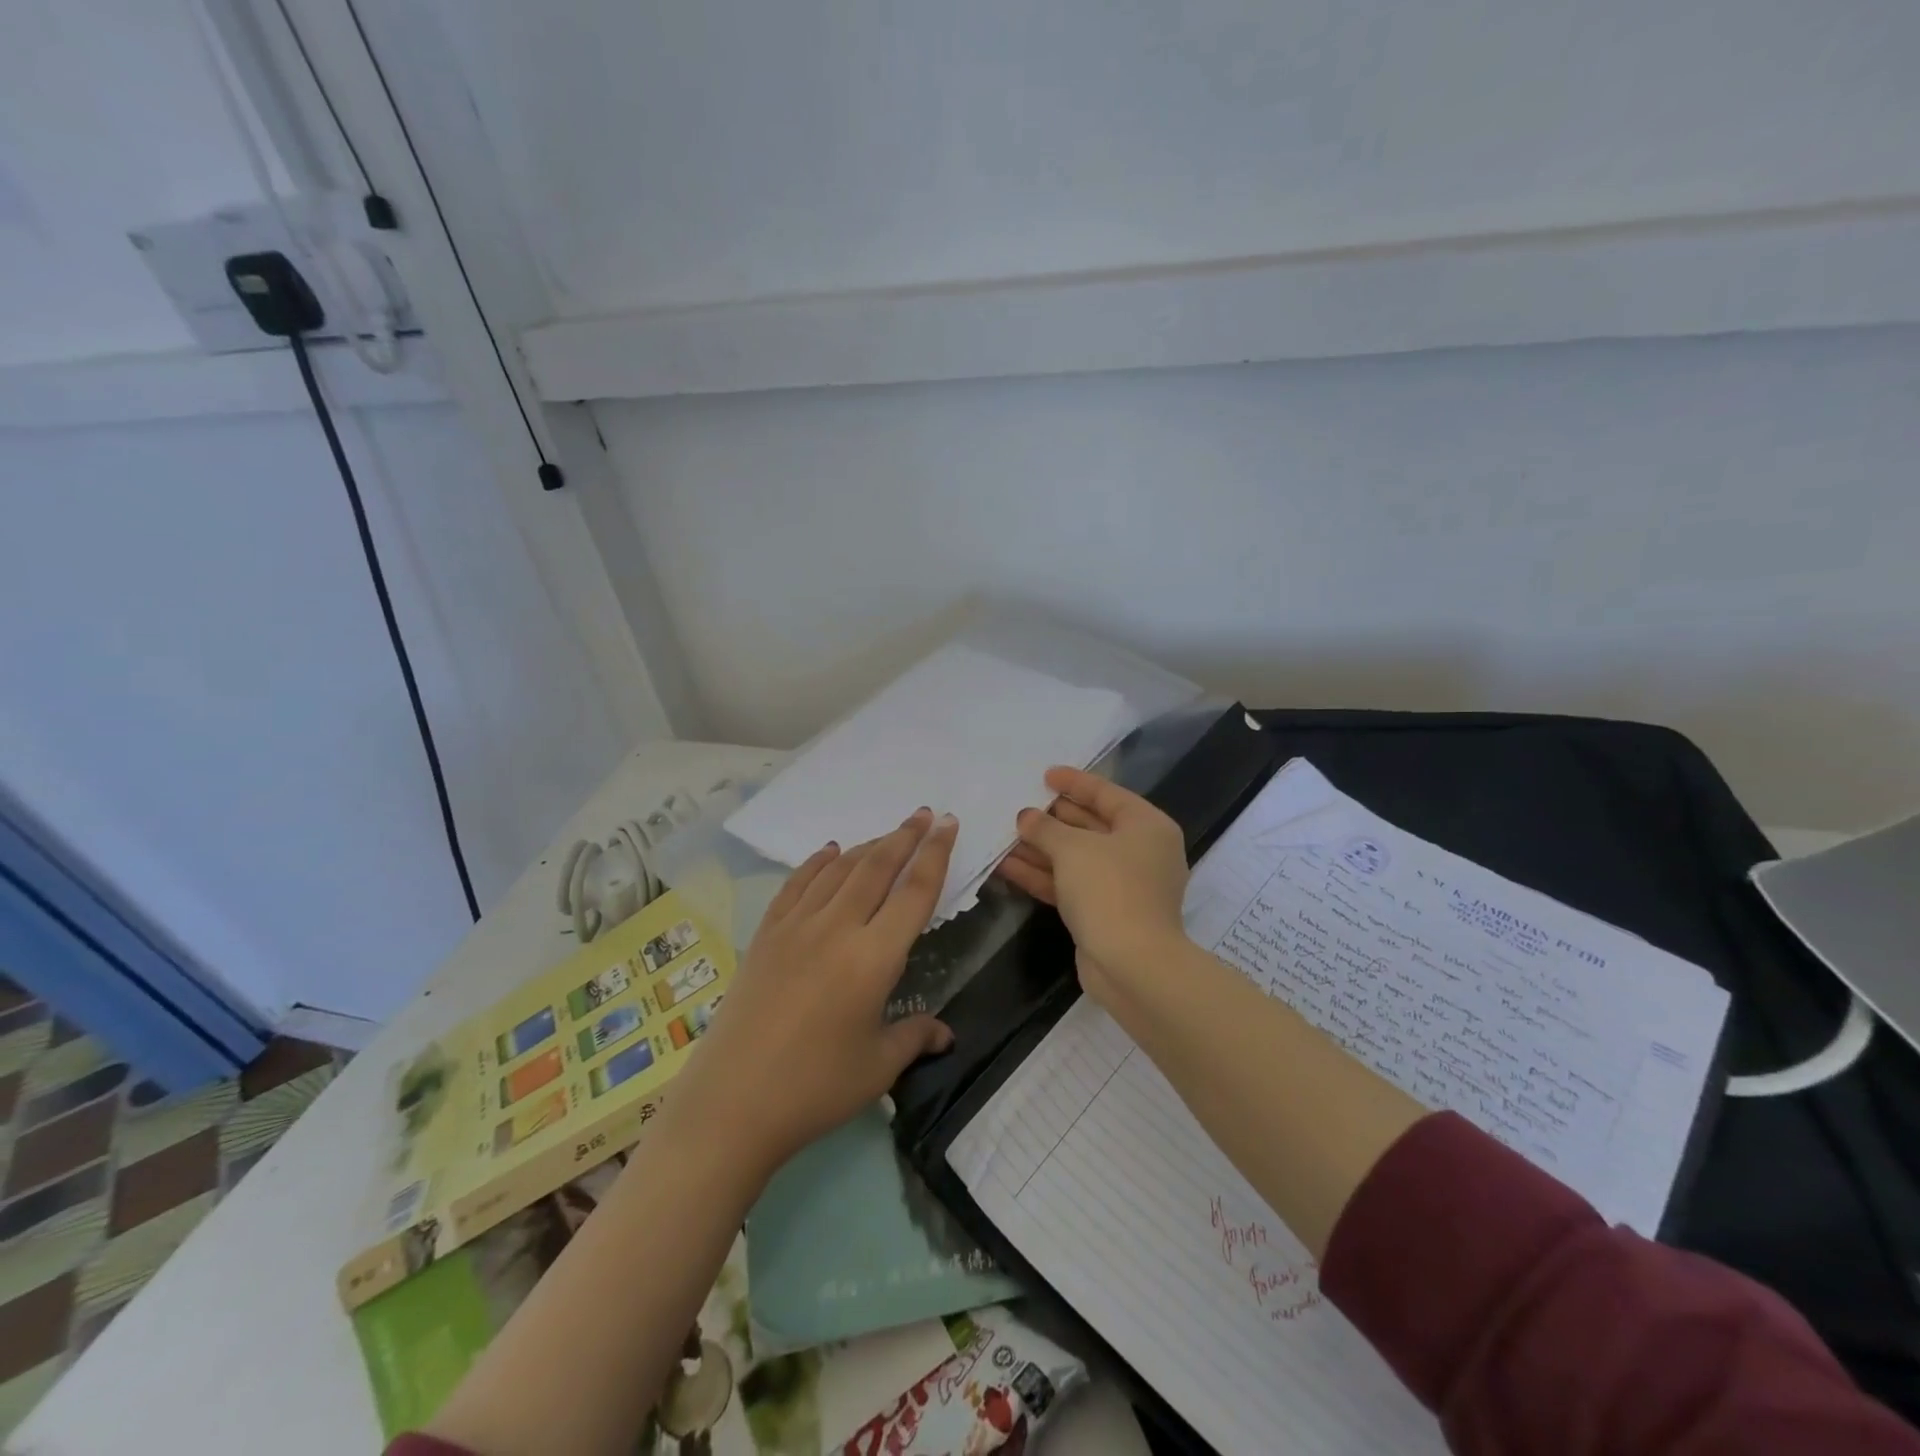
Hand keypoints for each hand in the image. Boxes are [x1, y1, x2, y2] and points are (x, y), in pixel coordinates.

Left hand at [686, 808, 957, 1176]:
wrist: (731, 1103)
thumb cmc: (814, 1088)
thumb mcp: (877, 1067)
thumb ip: (916, 1037)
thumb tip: (945, 1033)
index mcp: (874, 958)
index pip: (915, 893)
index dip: (936, 855)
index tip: (948, 824)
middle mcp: (837, 928)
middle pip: (877, 867)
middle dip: (905, 836)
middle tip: (925, 814)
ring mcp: (796, 926)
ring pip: (839, 870)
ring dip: (868, 846)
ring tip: (888, 834)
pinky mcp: (766, 934)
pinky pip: (797, 884)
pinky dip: (818, 863)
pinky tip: (830, 852)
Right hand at [997, 767, 1190, 1003]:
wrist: (1132, 965)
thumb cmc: (1109, 889)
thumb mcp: (1073, 849)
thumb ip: (1045, 828)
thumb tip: (1026, 817)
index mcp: (1146, 826)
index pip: (1106, 794)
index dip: (1074, 782)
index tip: (1045, 774)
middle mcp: (1140, 852)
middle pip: (1090, 825)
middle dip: (1052, 818)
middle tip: (1019, 804)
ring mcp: (1123, 885)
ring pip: (1076, 858)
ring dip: (1041, 848)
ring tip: (1003, 835)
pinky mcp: (1105, 912)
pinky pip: (1070, 884)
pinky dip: (1042, 875)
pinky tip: (1007, 866)